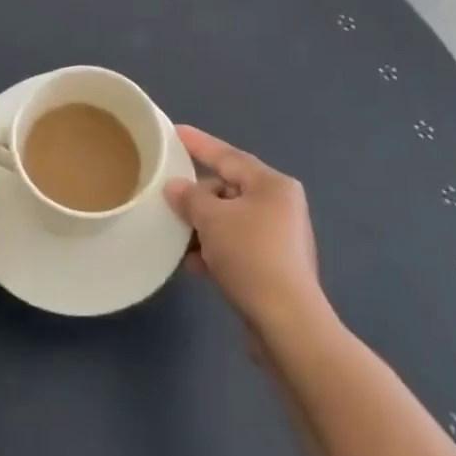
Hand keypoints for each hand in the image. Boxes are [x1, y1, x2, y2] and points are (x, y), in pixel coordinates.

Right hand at [165, 125, 322, 328]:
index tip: (175, 131)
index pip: (228, 155)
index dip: (199, 143)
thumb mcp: (212, 219)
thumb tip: (175, 187)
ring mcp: (280, 237)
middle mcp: (280, 205)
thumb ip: (190, 197)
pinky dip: (215, 250)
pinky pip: (236, 246)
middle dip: (197, 197)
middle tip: (168, 200)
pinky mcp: (274, 266)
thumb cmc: (251, 256)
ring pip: (230, 220)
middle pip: (228, 189)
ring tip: (176, 236)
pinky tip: (194, 265)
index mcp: (272, 184)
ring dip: (203, 227)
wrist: (286, 323)